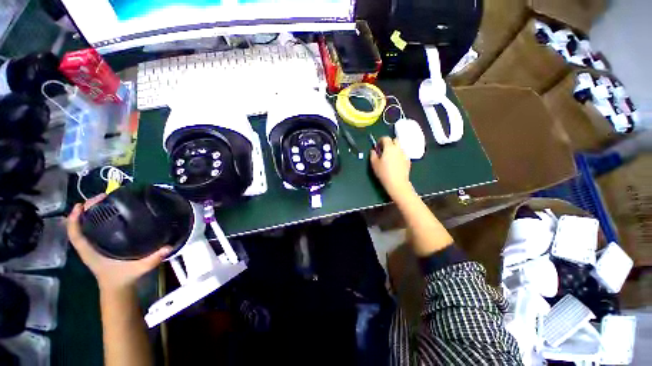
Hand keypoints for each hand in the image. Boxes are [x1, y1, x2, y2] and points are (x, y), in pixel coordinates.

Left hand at [67, 194, 171, 292]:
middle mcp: (88, 246)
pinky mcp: (98, 244)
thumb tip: (168, 246)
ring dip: (90, 212)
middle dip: (86, 209)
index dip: (75, 219)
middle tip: (102, 197)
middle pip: (79, 225)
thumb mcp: (139, 269)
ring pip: (84, 225)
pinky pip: (91, 228)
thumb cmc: (124, 278)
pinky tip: (107, 211)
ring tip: (104, 200)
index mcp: (91, 252)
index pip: (75, 234)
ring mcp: (92, 245)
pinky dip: (94, 218)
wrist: (118, 287)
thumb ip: (153, 259)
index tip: (81, 205)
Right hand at [370, 137, 412, 197]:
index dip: (380, 140)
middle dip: (389, 143)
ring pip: (399, 147)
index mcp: (389, 147)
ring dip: (394, 149)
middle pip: (395, 140)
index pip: (385, 138)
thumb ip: (373, 155)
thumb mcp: (374, 164)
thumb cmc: (383, 173)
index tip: (377, 147)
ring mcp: (404, 154)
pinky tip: (395, 163)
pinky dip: (398, 155)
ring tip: (389, 158)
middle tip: (384, 151)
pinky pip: (402, 154)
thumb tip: (373, 150)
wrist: (397, 183)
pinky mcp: (408, 160)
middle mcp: (398, 148)